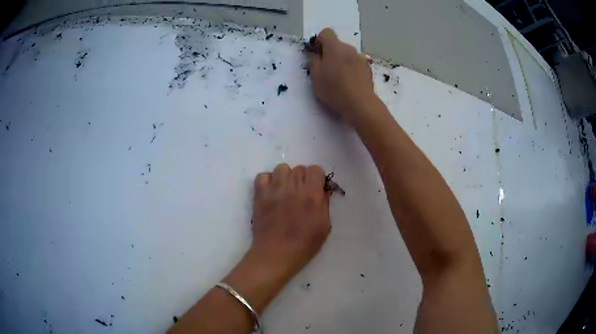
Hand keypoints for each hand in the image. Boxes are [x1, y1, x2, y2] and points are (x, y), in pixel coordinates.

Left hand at [249, 163, 330, 279]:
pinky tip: (271, 193)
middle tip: (301, 194)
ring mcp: (274, 189)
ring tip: (285, 191)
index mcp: (312, 194)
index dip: (317, 178)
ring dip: (286, 177)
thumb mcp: (324, 226)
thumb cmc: (304, 244)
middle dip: (303, 179)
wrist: (276, 254)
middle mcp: (293, 187)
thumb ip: (324, 204)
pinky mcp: (260, 194)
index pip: (315, 169)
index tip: (315, 189)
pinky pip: (263, 176)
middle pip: (299, 168)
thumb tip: (322, 190)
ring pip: (282, 168)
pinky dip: (267, 181)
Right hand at [308, 28, 375, 123]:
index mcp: (335, 47)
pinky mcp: (368, 68)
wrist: (360, 104)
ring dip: (341, 61)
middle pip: (337, 44)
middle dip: (330, 53)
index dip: (320, 41)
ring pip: (347, 54)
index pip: (326, 32)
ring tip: (338, 78)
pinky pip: (355, 63)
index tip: (317, 54)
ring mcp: (361, 58)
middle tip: (325, 70)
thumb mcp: (315, 76)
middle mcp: (349, 48)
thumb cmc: (334, 89)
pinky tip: (349, 83)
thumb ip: (313, 60)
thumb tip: (315, 53)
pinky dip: (351, 68)